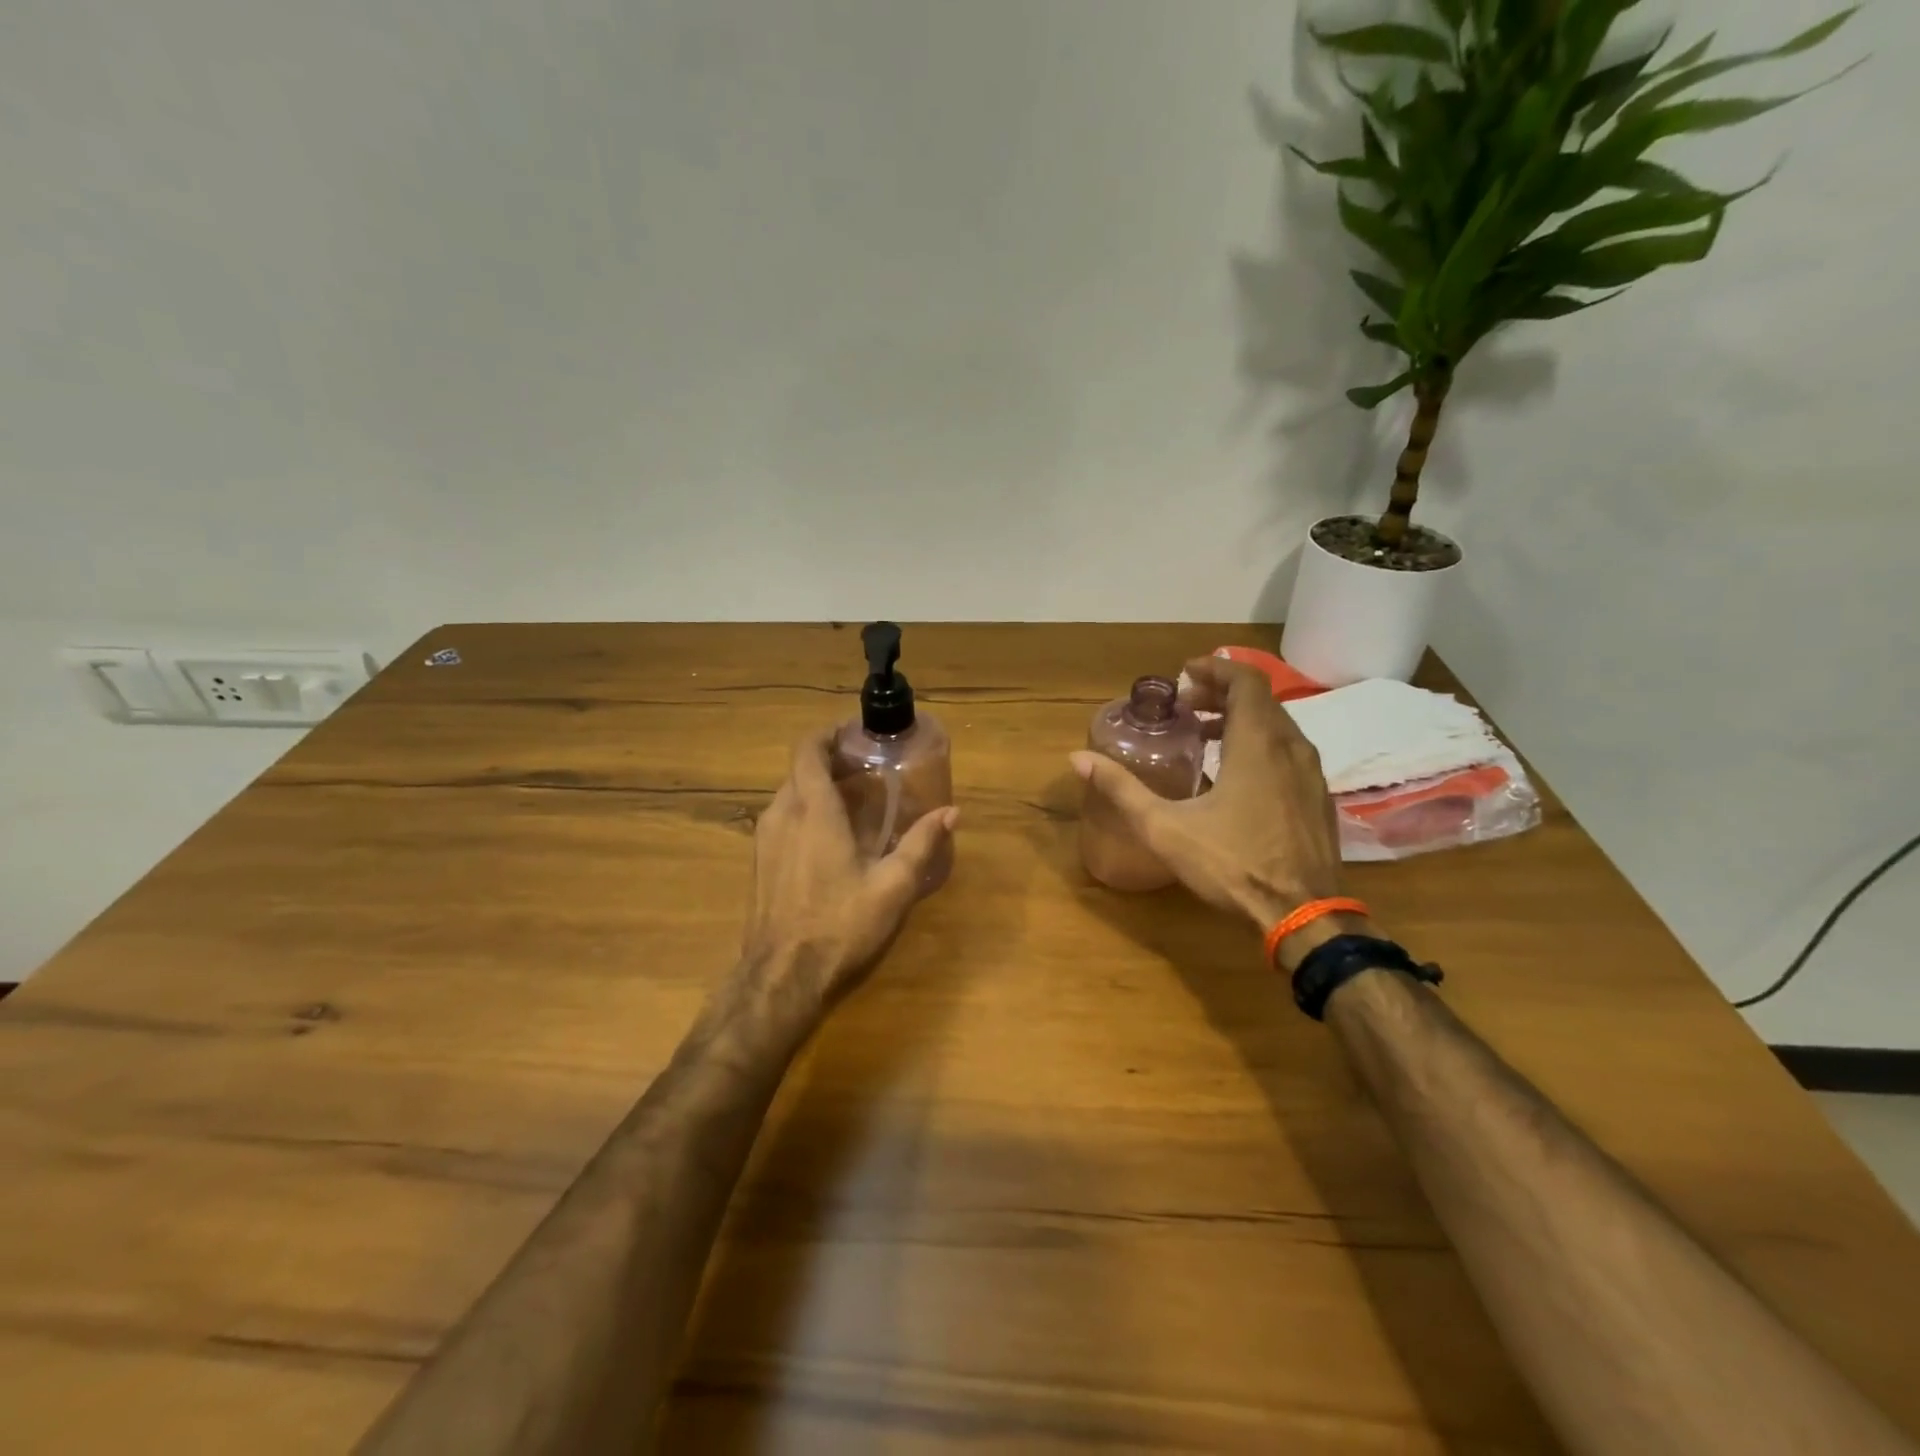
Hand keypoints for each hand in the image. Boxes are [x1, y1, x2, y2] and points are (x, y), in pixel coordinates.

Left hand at [743, 727, 957, 1012]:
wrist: (781, 977)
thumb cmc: (840, 925)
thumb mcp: (892, 887)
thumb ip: (921, 844)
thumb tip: (952, 813)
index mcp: (812, 810)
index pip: (808, 749)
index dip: (828, 734)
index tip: (856, 734)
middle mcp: (781, 814)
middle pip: (800, 770)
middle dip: (830, 761)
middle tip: (868, 769)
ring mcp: (764, 839)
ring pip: (789, 794)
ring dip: (817, 787)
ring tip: (855, 800)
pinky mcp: (759, 862)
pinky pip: (782, 818)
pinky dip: (805, 811)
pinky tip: (831, 837)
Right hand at [1070, 656, 1363, 963]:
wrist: (1304, 914)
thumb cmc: (1233, 864)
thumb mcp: (1165, 828)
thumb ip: (1122, 789)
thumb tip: (1078, 759)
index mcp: (1257, 744)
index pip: (1245, 680)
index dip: (1215, 668)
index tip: (1184, 674)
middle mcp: (1291, 747)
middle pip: (1260, 699)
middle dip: (1221, 692)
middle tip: (1186, 704)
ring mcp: (1311, 773)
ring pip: (1277, 725)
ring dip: (1241, 718)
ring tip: (1203, 734)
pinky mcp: (1319, 796)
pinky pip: (1289, 750)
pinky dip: (1260, 742)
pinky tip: (1234, 773)